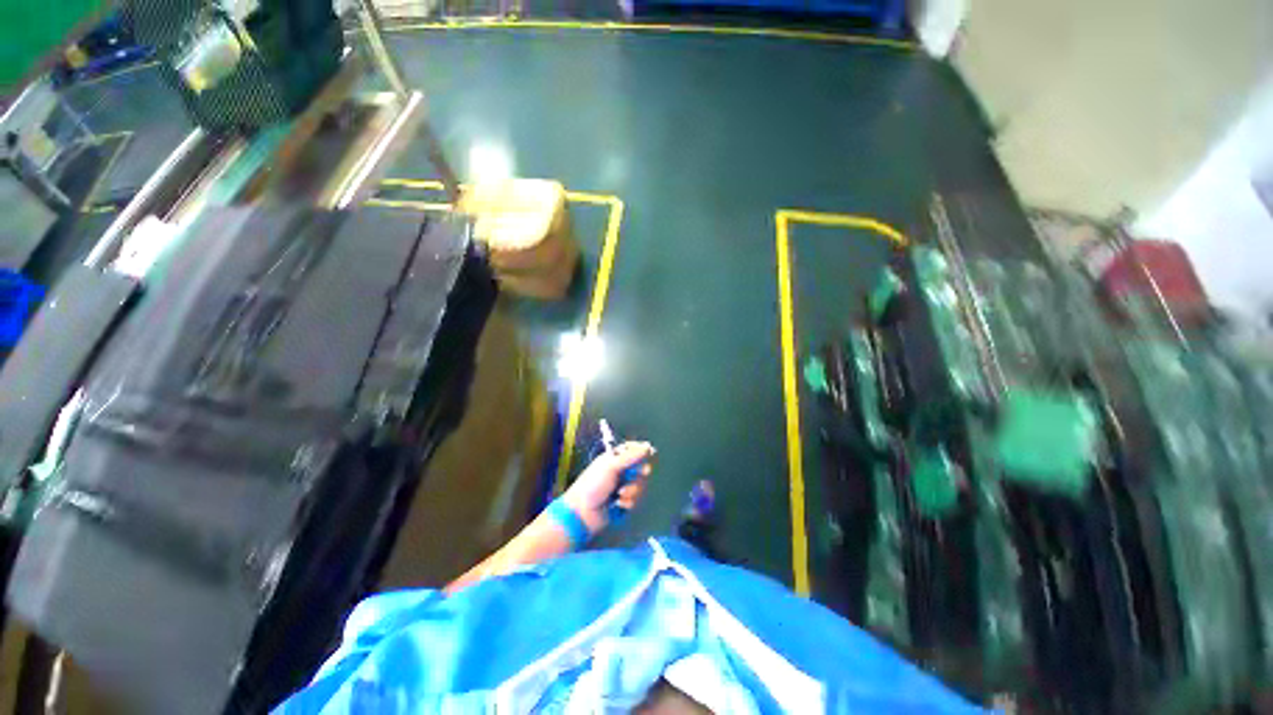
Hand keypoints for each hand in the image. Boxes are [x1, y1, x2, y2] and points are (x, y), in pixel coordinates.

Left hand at [562, 441, 653, 535]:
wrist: (583, 513)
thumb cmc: (594, 484)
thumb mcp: (611, 466)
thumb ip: (630, 457)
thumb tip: (647, 446)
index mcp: (616, 458)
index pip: (634, 449)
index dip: (643, 452)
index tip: (650, 454)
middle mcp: (621, 470)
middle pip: (642, 468)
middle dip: (639, 475)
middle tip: (638, 475)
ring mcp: (623, 486)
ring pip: (640, 485)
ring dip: (632, 491)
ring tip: (619, 495)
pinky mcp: (624, 501)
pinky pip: (636, 500)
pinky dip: (628, 502)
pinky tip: (618, 505)